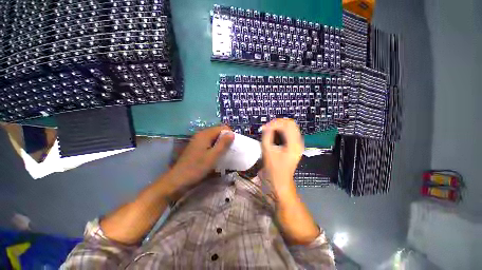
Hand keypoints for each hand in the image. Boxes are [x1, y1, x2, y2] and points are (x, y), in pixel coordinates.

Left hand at [168, 125, 233, 189]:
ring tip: (224, 153)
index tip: (233, 144)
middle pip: (217, 131)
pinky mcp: (196, 147)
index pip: (222, 128)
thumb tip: (232, 133)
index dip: (229, 134)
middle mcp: (201, 134)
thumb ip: (223, 144)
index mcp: (205, 134)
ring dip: (220, 143)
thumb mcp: (213, 156)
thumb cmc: (197, 167)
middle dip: (225, 139)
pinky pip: (209, 142)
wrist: (178, 180)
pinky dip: (215, 146)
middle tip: (229, 149)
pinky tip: (216, 155)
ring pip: (213, 138)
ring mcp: (197, 141)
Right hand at [261, 119, 303, 195]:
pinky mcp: (295, 146)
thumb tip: (266, 126)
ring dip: (280, 126)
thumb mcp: (267, 151)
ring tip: (269, 130)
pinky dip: (282, 130)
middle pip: (291, 124)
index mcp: (293, 144)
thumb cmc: (274, 168)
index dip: (275, 123)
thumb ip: (267, 136)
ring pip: (291, 127)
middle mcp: (299, 142)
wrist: (281, 180)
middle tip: (267, 127)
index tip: (265, 127)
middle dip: (278, 123)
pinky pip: (290, 133)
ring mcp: (298, 144)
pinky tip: (274, 134)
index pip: (287, 125)